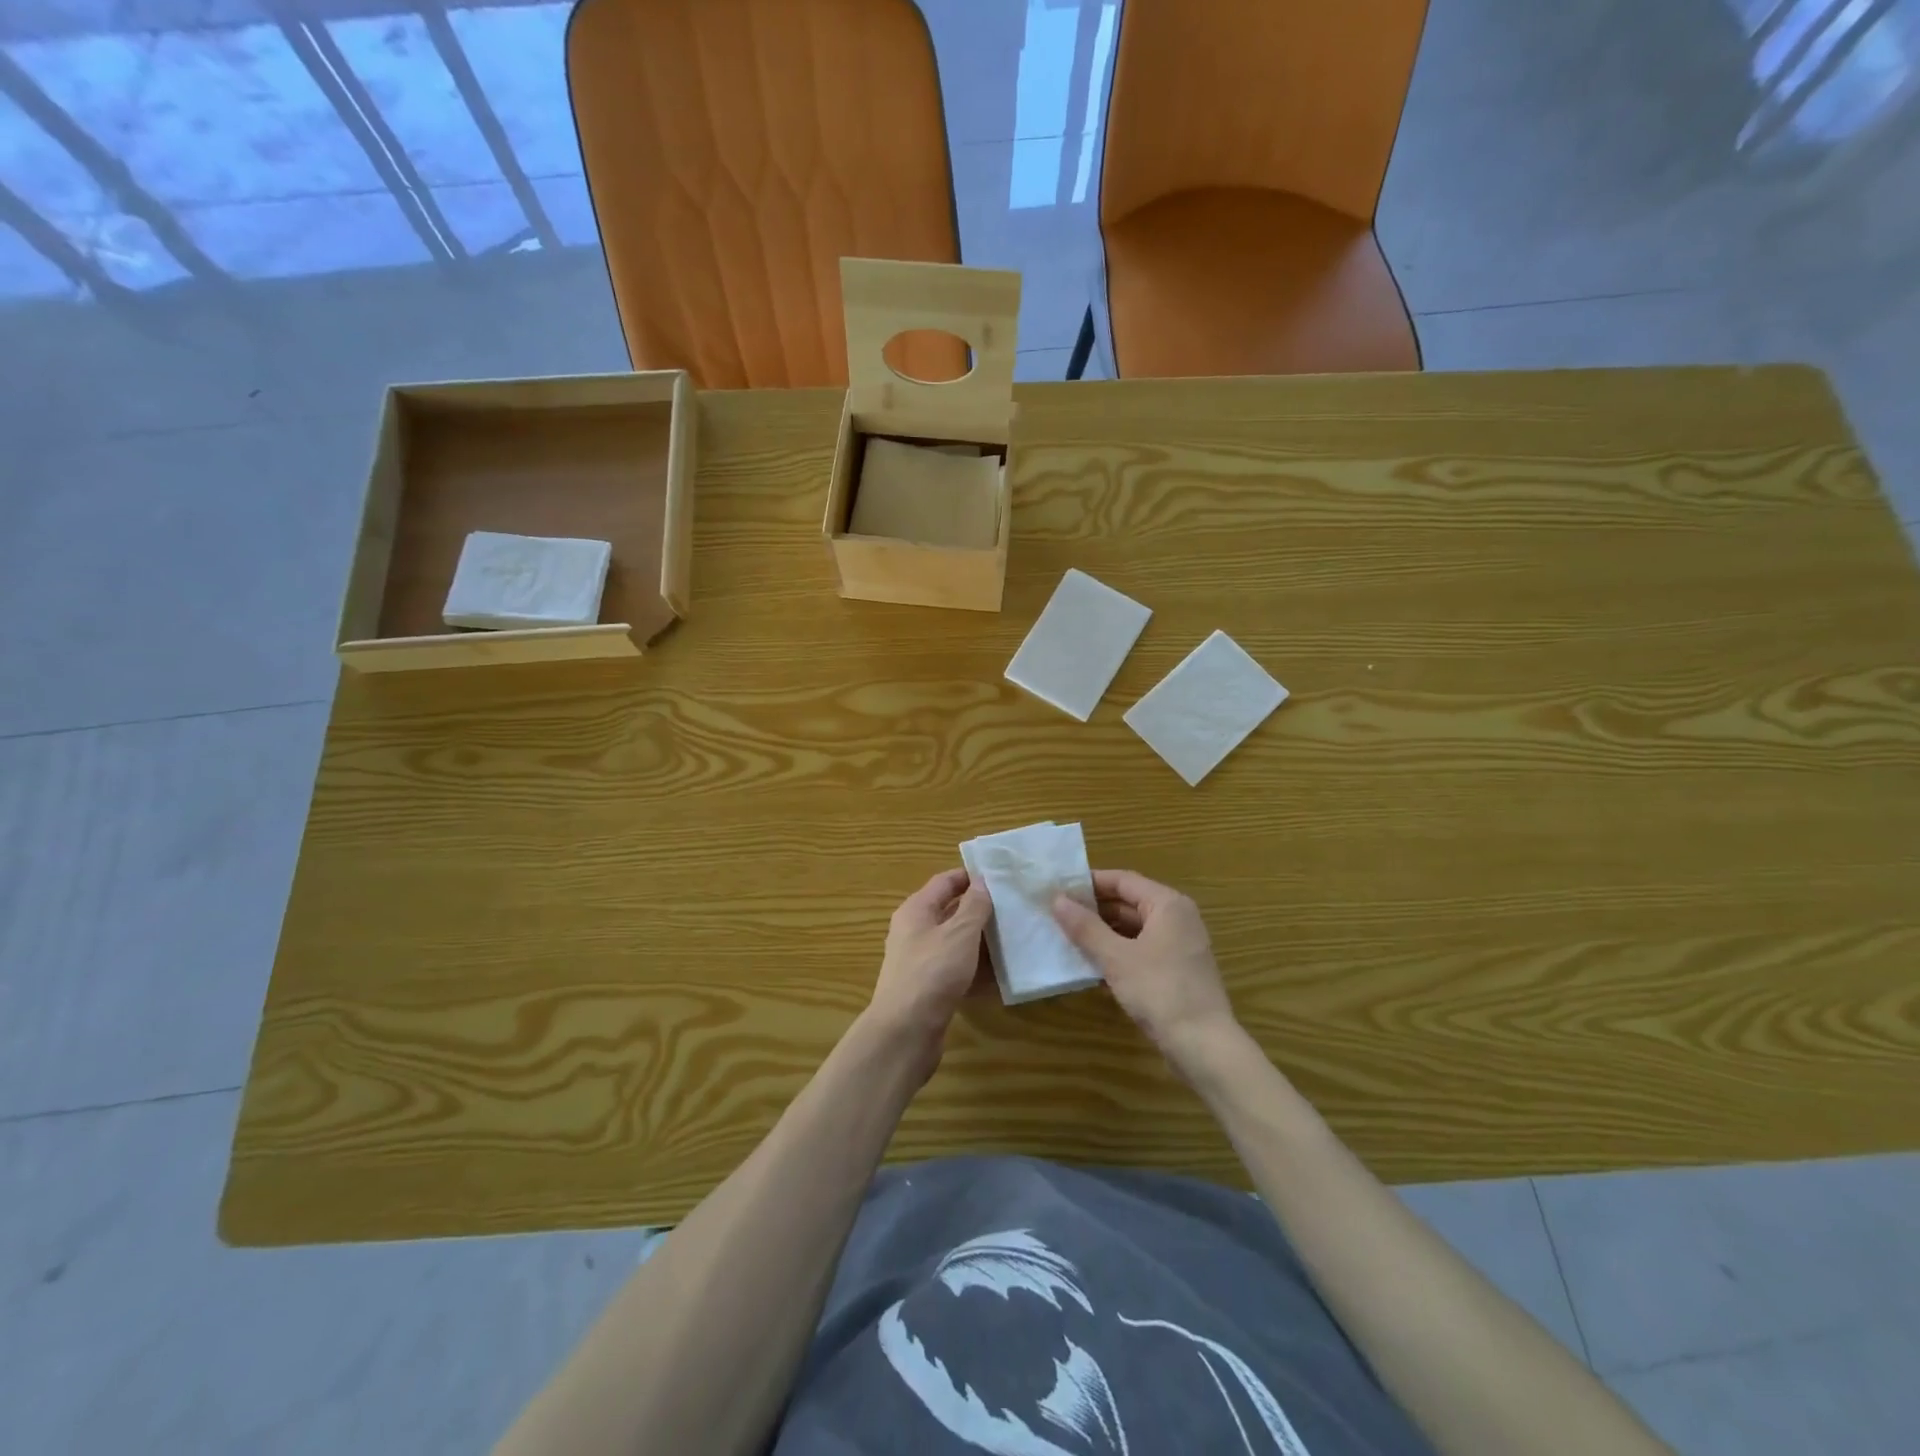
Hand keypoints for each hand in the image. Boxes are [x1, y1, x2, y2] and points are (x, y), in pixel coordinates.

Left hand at [864, 868, 992, 1078]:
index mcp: (916, 910)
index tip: (1000, 876)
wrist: (905, 1031)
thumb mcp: (959, 933)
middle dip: (980, 910)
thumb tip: (982, 881)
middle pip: (950, 912)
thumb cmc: (933, 972)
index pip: (945, 882)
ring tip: (1014, 938)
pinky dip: (976, 969)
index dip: (970, 876)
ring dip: (981, 941)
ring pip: (955, 943)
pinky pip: (956, 970)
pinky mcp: (928, 988)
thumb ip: (974, 906)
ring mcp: (920, 961)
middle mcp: (914, 931)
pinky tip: (1001, 975)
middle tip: (1013, 908)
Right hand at [1052, 870, 1242, 1074]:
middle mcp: (1178, 918)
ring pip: (1135, 929)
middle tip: (1059, 916)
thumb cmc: (1160, 991)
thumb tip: (1057, 899)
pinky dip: (1119, 953)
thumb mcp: (1116, 958)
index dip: (1090, 883)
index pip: (1123, 880)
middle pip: (1129, 903)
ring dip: (1104, 934)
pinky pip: (1143, 950)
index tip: (1059, 889)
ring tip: (1069, 940)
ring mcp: (1180, 945)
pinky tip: (1093, 968)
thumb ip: (1085, 927)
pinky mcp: (1178, 970)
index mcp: (1167, 904)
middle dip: (1095, 910)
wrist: (1204, 1046)